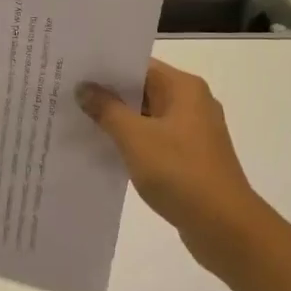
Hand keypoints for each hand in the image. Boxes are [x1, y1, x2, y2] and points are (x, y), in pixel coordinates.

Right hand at [78, 60, 269, 266]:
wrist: (224, 226)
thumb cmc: (180, 173)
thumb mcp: (136, 138)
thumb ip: (107, 110)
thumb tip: (85, 87)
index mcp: (184, 89)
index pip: (139, 65)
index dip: (106, 67)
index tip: (73, 70)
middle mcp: (191, 104)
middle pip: (143, 90)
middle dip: (107, 94)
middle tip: (66, 95)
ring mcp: (192, 133)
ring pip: (147, 118)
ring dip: (117, 121)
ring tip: (76, 121)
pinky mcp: (189, 159)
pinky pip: (153, 141)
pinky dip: (130, 143)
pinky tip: (102, 151)